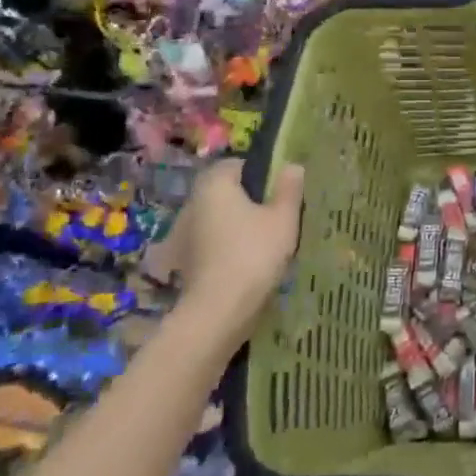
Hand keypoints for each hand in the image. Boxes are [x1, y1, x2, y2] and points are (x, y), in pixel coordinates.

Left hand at [163, 159, 305, 327]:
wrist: (218, 311)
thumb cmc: (254, 253)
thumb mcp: (283, 218)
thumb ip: (289, 189)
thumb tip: (292, 166)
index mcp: (214, 185)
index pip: (236, 165)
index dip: (260, 173)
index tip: (280, 190)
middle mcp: (193, 203)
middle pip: (225, 192)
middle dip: (248, 200)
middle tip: (277, 215)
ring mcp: (184, 234)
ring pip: (218, 219)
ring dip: (237, 225)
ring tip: (266, 242)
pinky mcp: (185, 261)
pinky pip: (211, 243)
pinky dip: (227, 247)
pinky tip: (248, 262)